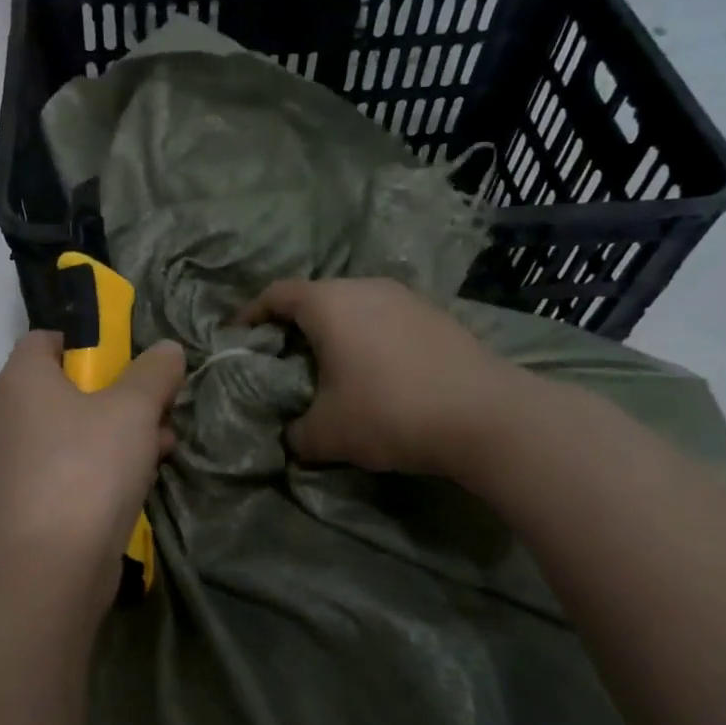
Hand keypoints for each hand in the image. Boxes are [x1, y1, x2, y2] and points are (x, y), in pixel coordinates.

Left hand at [0, 330, 186, 580]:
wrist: (53, 563)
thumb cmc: (89, 466)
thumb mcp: (133, 408)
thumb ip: (153, 372)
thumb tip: (166, 349)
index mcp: (22, 378)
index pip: (47, 338)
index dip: (89, 341)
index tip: (128, 360)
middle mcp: (11, 413)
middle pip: (69, 385)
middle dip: (120, 393)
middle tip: (158, 406)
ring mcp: (18, 458)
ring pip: (76, 428)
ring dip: (121, 431)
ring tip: (163, 445)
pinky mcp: (31, 496)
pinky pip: (71, 464)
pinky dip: (104, 463)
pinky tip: (143, 476)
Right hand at [238, 278, 522, 479]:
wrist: (486, 416)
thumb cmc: (388, 412)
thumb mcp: (326, 434)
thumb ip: (294, 434)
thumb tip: (290, 437)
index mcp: (328, 303)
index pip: (276, 295)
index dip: (251, 314)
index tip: (239, 337)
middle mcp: (364, 287)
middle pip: (315, 297)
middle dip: (292, 325)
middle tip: (281, 358)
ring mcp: (405, 297)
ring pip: (353, 305)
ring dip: (334, 331)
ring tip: (328, 366)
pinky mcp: (435, 314)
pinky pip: (384, 317)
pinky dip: (367, 336)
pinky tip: (374, 371)